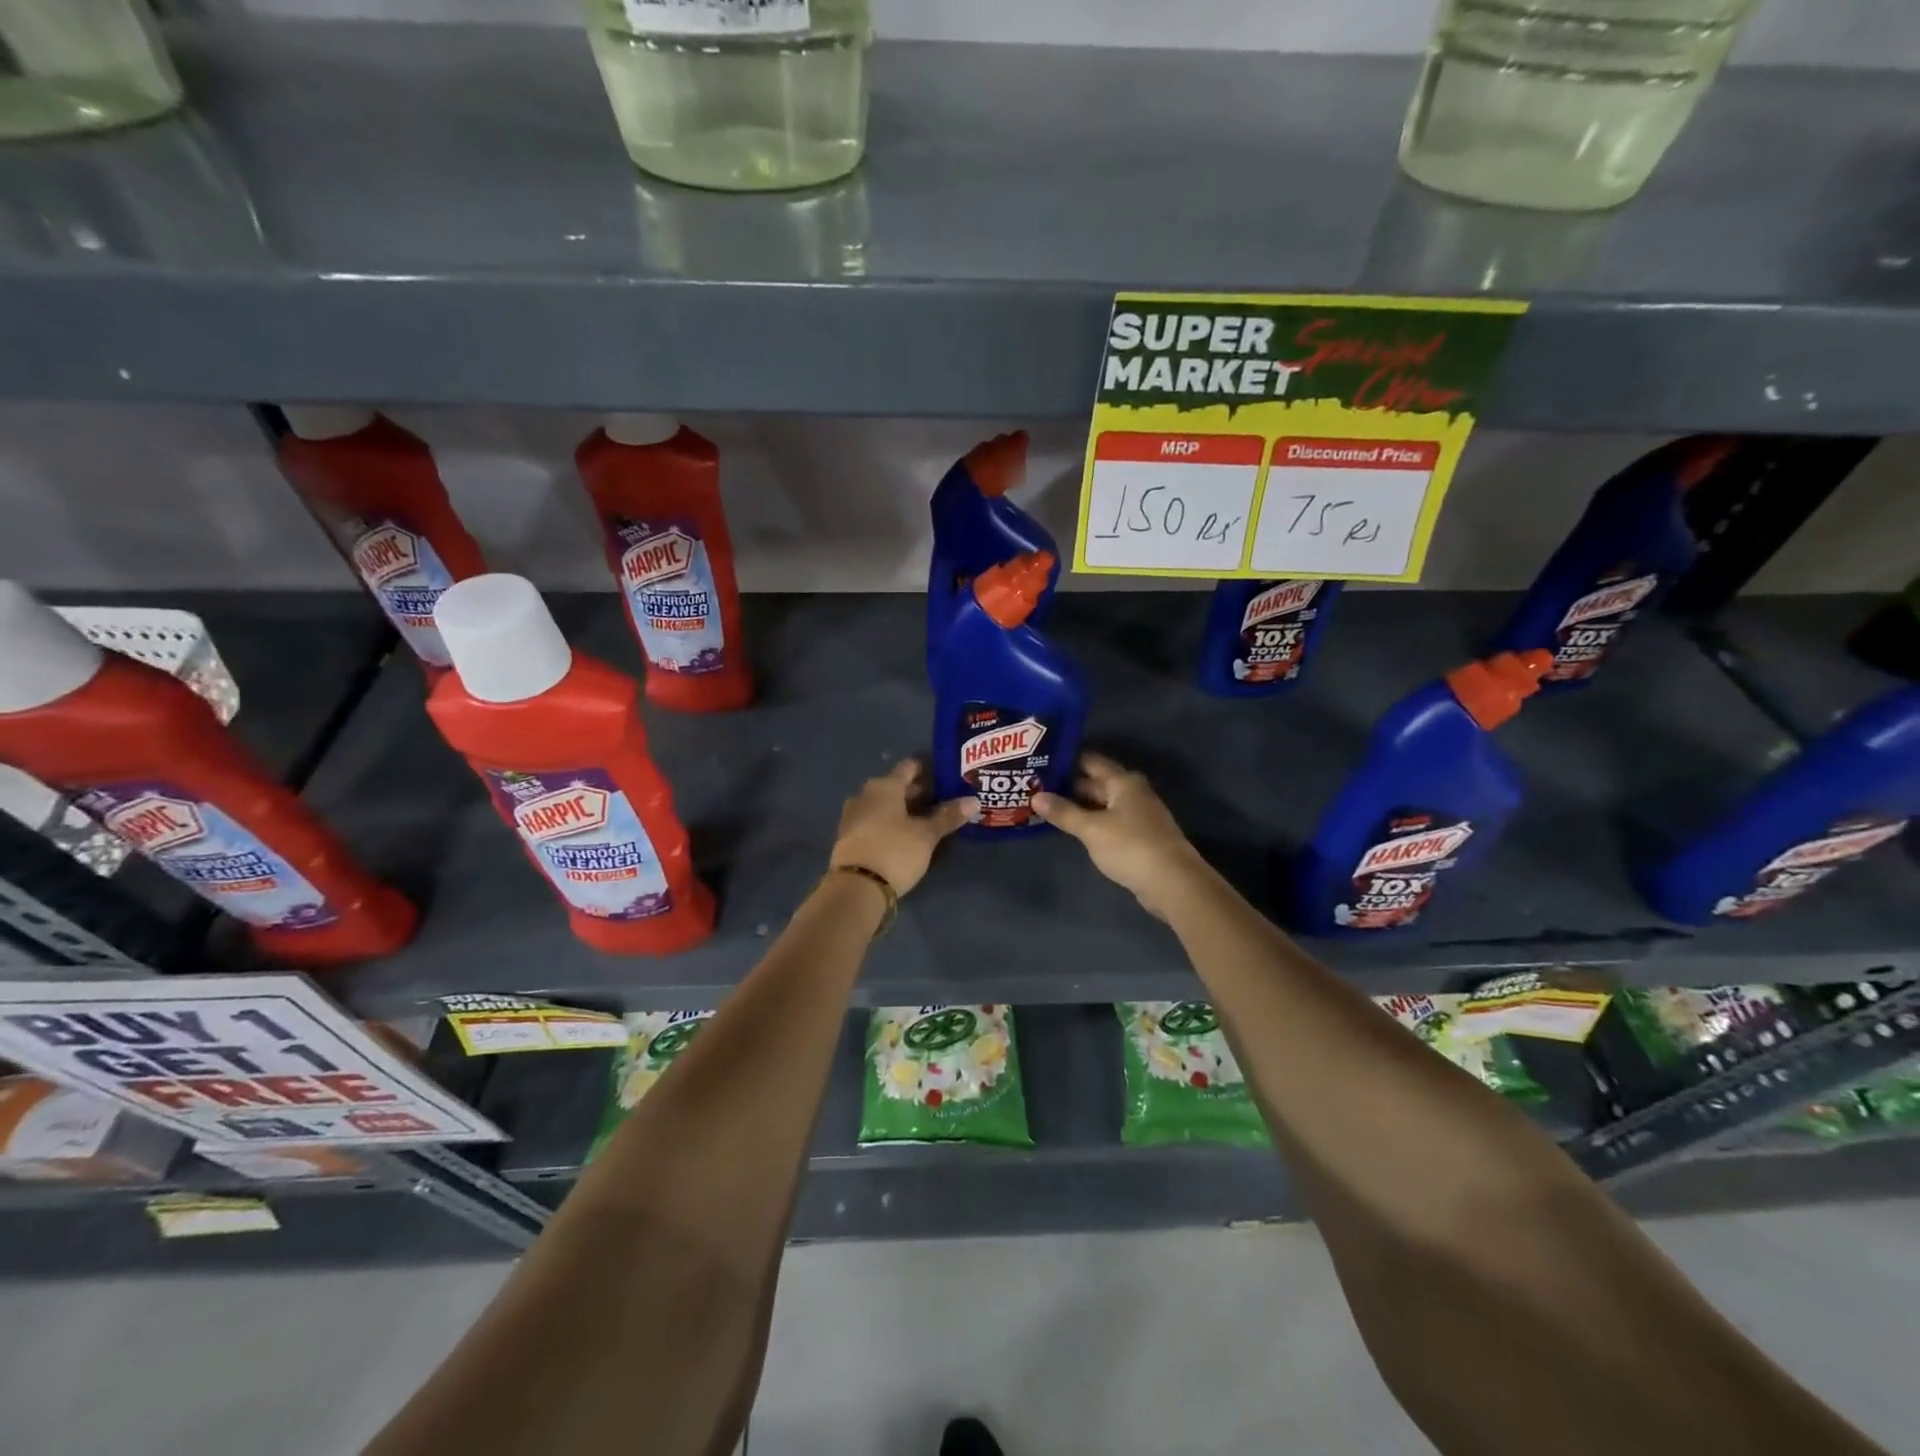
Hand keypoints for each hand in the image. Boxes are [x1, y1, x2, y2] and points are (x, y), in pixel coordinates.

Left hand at [829, 759, 974, 895]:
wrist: (855, 887)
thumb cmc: (894, 851)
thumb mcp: (926, 835)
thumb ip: (948, 816)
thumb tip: (973, 800)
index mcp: (885, 786)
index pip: (910, 767)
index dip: (929, 769)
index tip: (947, 776)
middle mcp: (866, 794)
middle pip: (896, 785)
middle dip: (919, 792)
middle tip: (944, 799)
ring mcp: (854, 815)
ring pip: (885, 804)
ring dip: (905, 809)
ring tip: (929, 818)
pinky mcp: (849, 836)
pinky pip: (875, 820)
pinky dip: (891, 822)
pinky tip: (907, 834)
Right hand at [1033, 752, 1209, 919]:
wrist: (1172, 882)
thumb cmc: (1130, 846)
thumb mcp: (1091, 829)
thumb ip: (1064, 812)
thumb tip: (1036, 796)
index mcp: (1123, 781)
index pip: (1090, 761)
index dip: (1066, 760)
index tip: (1040, 761)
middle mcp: (1132, 792)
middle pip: (1095, 782)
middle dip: (1067, 785)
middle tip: (1035, 786)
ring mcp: (1138, 815)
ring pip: (1101, 804)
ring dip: (1078, 805)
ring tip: (1046, 806)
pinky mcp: (1139, 837)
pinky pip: (1108, 821)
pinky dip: (1090, 822)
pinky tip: (1072, 828)